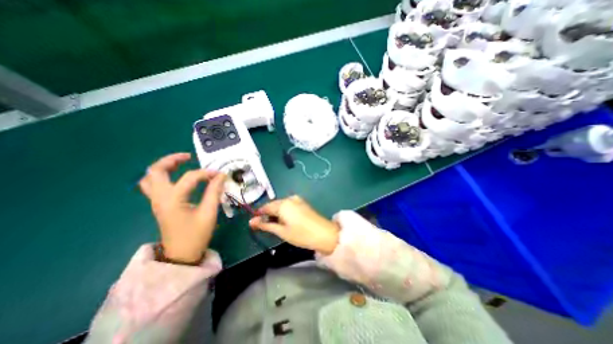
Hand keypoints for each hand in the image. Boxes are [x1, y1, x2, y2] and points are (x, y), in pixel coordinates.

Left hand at [140, 153, 226, 263]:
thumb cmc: (196, 235)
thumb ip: (214, 192)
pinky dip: (164, 176)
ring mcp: (157, 201)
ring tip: (181, 164)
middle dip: (171, 160)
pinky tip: (177, 178)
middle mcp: (160, 197)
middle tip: (189, 157)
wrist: (181, 255)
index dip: (207, 173)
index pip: (190, 177)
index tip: (220, 175)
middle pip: (155, 171)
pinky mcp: (160, 205)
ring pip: (150, 177)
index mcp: (172, 199)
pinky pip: (154, 185)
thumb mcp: (209, 213)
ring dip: (164, 167)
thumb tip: (221, 176)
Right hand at [247, 196, 339, 254]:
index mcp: (283, 204)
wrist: (324, 234)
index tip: (254, 223)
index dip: (259, 215)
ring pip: (281, 205)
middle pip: (274, 205)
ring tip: (276, 225)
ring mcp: (297, 200)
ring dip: (276, 213)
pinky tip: (285, 221)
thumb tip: (251, 221)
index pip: (265, 207)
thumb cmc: (301, 234)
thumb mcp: (281, 231)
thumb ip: (266, 225)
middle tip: (265, 226)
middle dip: (268, 214)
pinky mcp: (303, 203)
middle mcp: (289, 198)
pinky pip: (289, 205)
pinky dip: (284, 212)